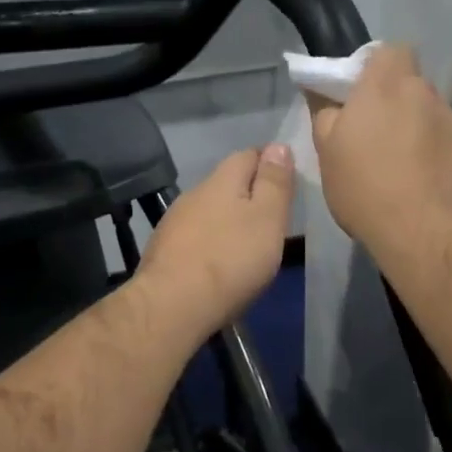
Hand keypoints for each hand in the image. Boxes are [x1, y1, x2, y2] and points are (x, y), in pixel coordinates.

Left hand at [138, 144, 295, 337]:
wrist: (172, 306)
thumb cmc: (230, 259)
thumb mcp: (267, 218)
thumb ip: (274, 183)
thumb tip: (278, 145)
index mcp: (221, 180)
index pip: (248, 154)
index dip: (270, 162)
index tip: (287, 181)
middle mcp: (194, 194)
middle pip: (227, 183)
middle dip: (249, 193)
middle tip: (273, 216)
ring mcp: (174, 223)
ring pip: (209, 211)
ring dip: (228, 220)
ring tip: (248, 243)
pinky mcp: (164, 251)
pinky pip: (195, 237)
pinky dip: (211, 242)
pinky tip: (219, 262)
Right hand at [310, 44, 451, 253]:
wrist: (429, 236)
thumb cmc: (366, 189)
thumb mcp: (327, 154)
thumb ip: (325, 113)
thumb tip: (324, 92)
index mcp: (387, 86)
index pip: (389, 51)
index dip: (375, 68)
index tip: (360, 96)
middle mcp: (427, 95)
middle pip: (411, 85)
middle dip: (396, 103)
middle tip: (376, 137)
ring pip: (432, 116)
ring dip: (418, 131)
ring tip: (403, 169)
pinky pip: (450, 145)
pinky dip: (438, 158)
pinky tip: (426, 187)